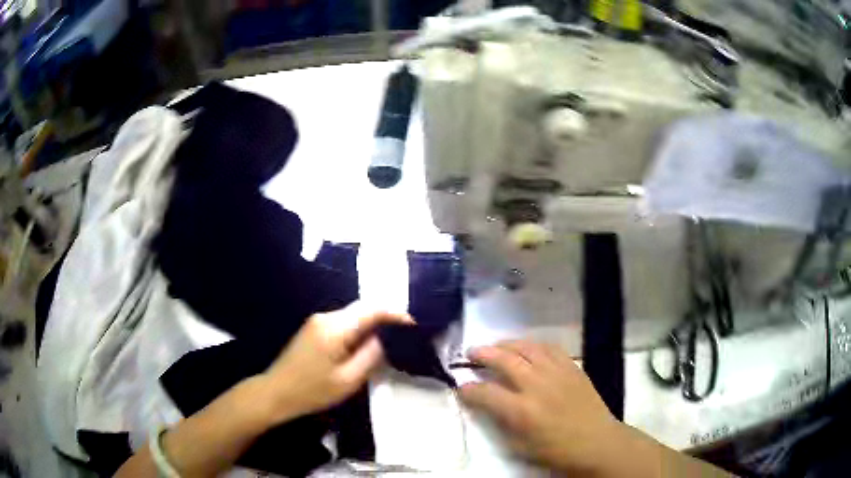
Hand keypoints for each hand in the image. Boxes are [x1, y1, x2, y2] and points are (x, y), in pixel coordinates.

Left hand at [261, 303, 413, 423]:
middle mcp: (326, 317)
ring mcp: (317, 321)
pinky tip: (365, 344)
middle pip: (362, 309)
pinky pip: (342, 323)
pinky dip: (358, 330)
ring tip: (389, 340)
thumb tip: (383, 338)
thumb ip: (370, 355)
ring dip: (371, 324)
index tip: (413, 324)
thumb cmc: (313, 391)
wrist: (277, 392)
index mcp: (335, 328)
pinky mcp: (313, 329)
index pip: (371, 309)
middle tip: (405, 333)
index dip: (395, 313)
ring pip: (352, 316)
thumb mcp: (348, 380)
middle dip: (385, 318)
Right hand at [459, 340, 624, 473]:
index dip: (468, 389)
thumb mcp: (520, 446)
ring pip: (526, 347)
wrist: (596, 442)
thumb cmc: (556, 451)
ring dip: (506, 344)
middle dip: (482, 355)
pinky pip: (549, 348)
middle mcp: (536, 385)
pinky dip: (533, 345)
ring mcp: (556, 372)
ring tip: (495, 346)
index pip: (485, 393)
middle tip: (470, 354)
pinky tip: (527, 348)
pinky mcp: (572, 367)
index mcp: (521, 411)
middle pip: (504, 360)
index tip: (462, 387)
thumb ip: (500, 422)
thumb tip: (486, 404)